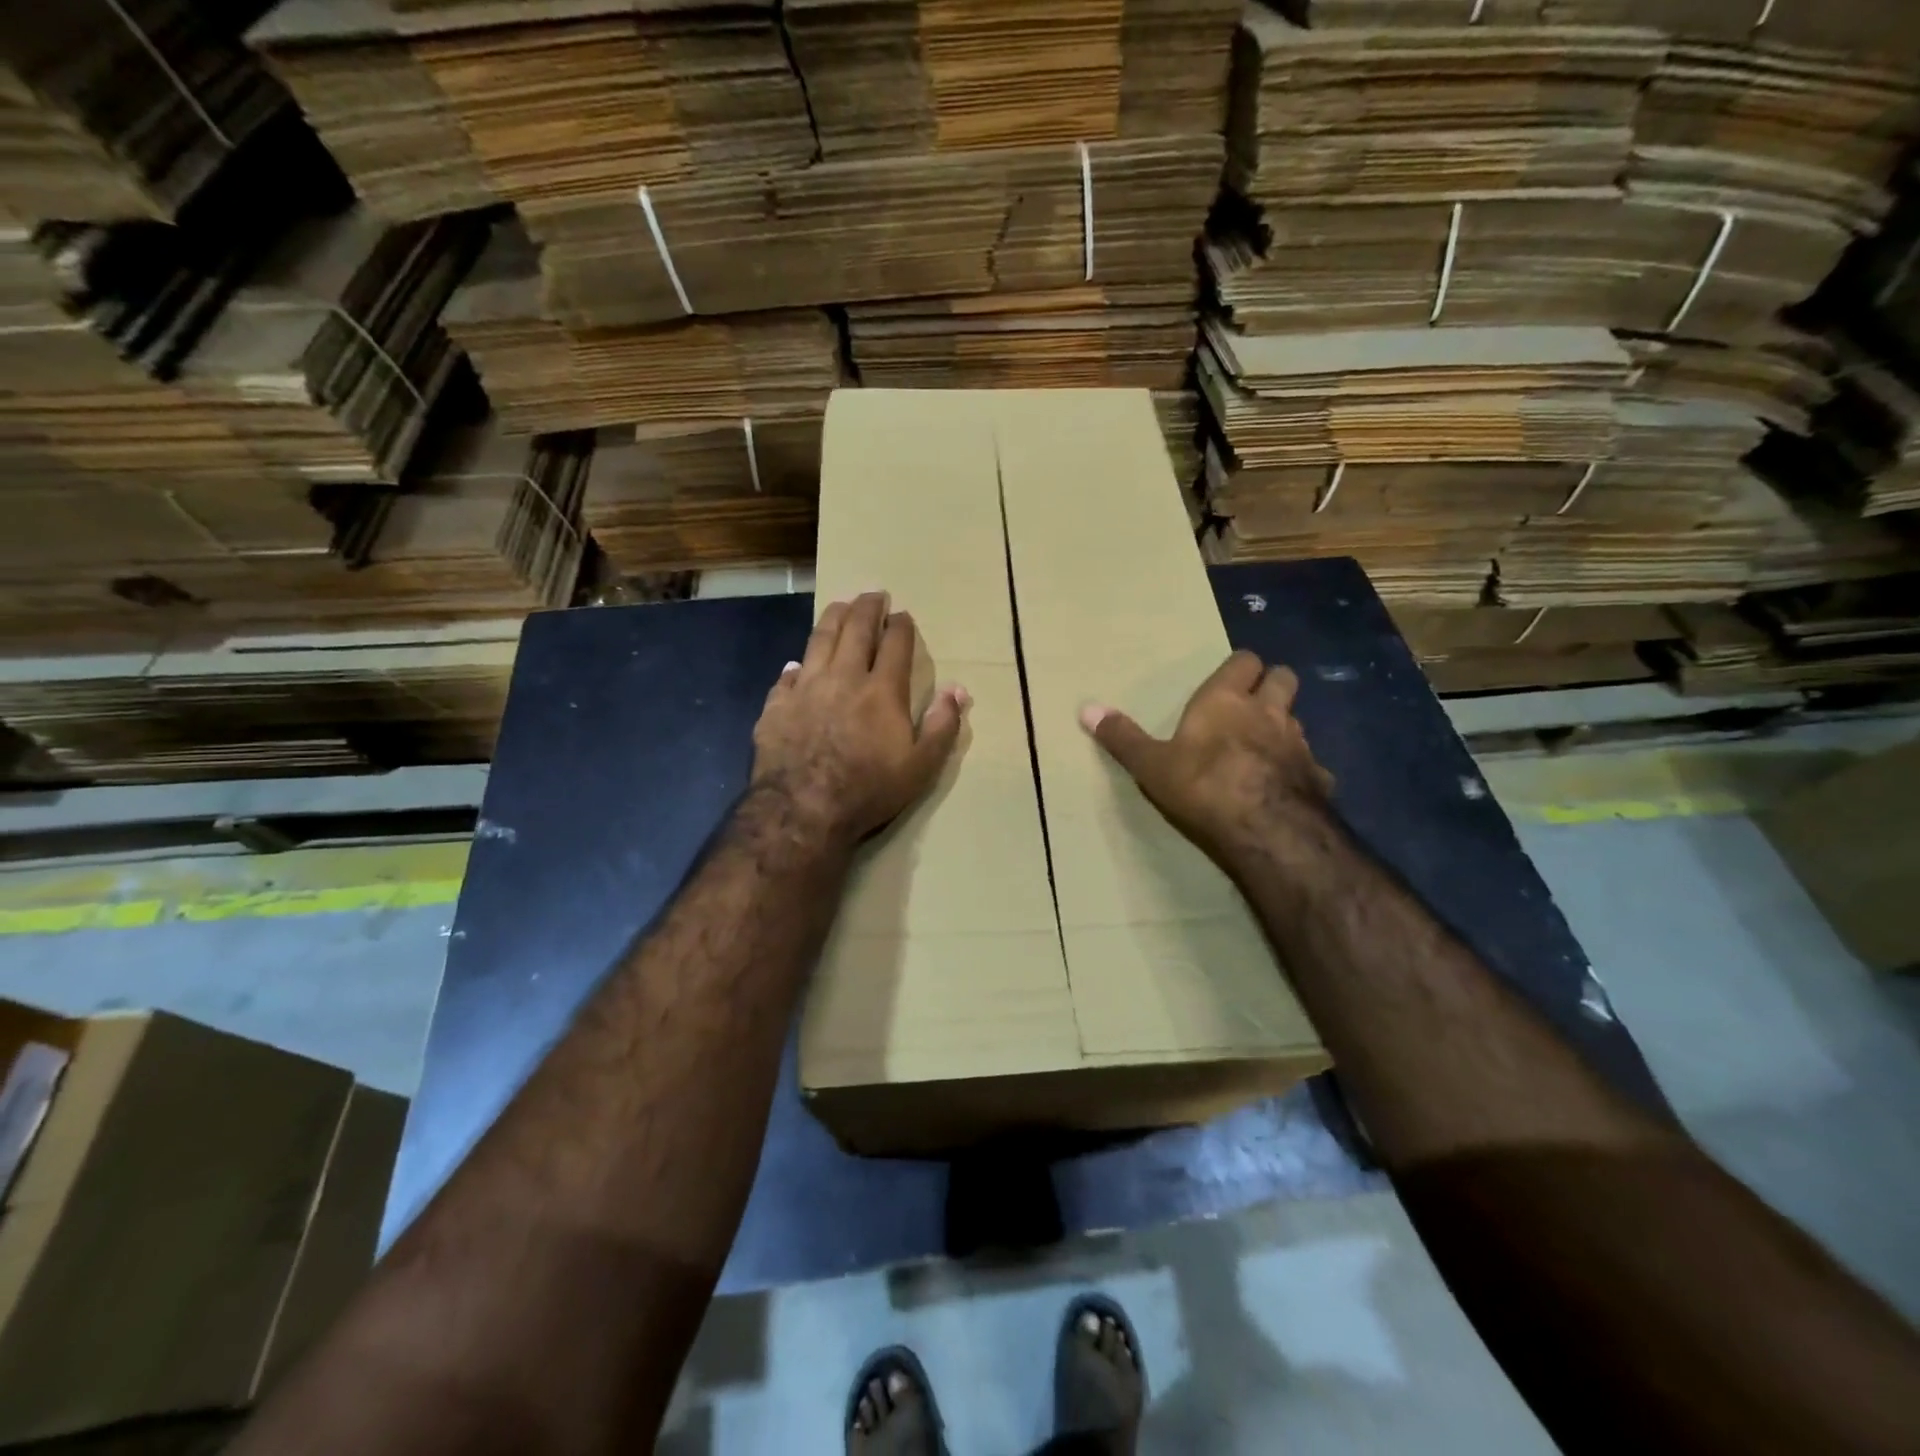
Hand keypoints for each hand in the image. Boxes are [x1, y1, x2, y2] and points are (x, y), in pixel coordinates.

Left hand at [752, 591, 968, 847]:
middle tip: (873, 593)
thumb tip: (959, 690)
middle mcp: (844, 678)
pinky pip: (786, 676)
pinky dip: (795, 666)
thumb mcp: (921, 766)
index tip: (902, 614)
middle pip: (856, 630)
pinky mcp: (777, 706)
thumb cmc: (868, 789)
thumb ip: (942, 725)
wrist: (803, 808)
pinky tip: (796, 664)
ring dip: (833, 619)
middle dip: (867, 608)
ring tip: (840, 606)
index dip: (901, 626)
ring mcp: (806, 688)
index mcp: (882, 690)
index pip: (896, 645)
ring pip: (819, 641)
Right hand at [1080, 651, 1333, 864]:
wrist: (1266, 829)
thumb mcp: (1151, 764)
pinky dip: (1300, 769)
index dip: (1239, 668)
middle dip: (1272, 684)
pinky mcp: (1318, 777)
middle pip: (1283, 679)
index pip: (1244, 661)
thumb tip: (1086, 708)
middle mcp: (1268, 711)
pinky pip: (1311, 764)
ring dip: (1284, 725)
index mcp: (1226, 700)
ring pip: (1298, 719)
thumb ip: (1122, 737)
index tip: (1230, 678)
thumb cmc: (1203, 786)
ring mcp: (1299, 743)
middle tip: (1253, 702)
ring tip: (1266, 745)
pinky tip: (1286, 786)